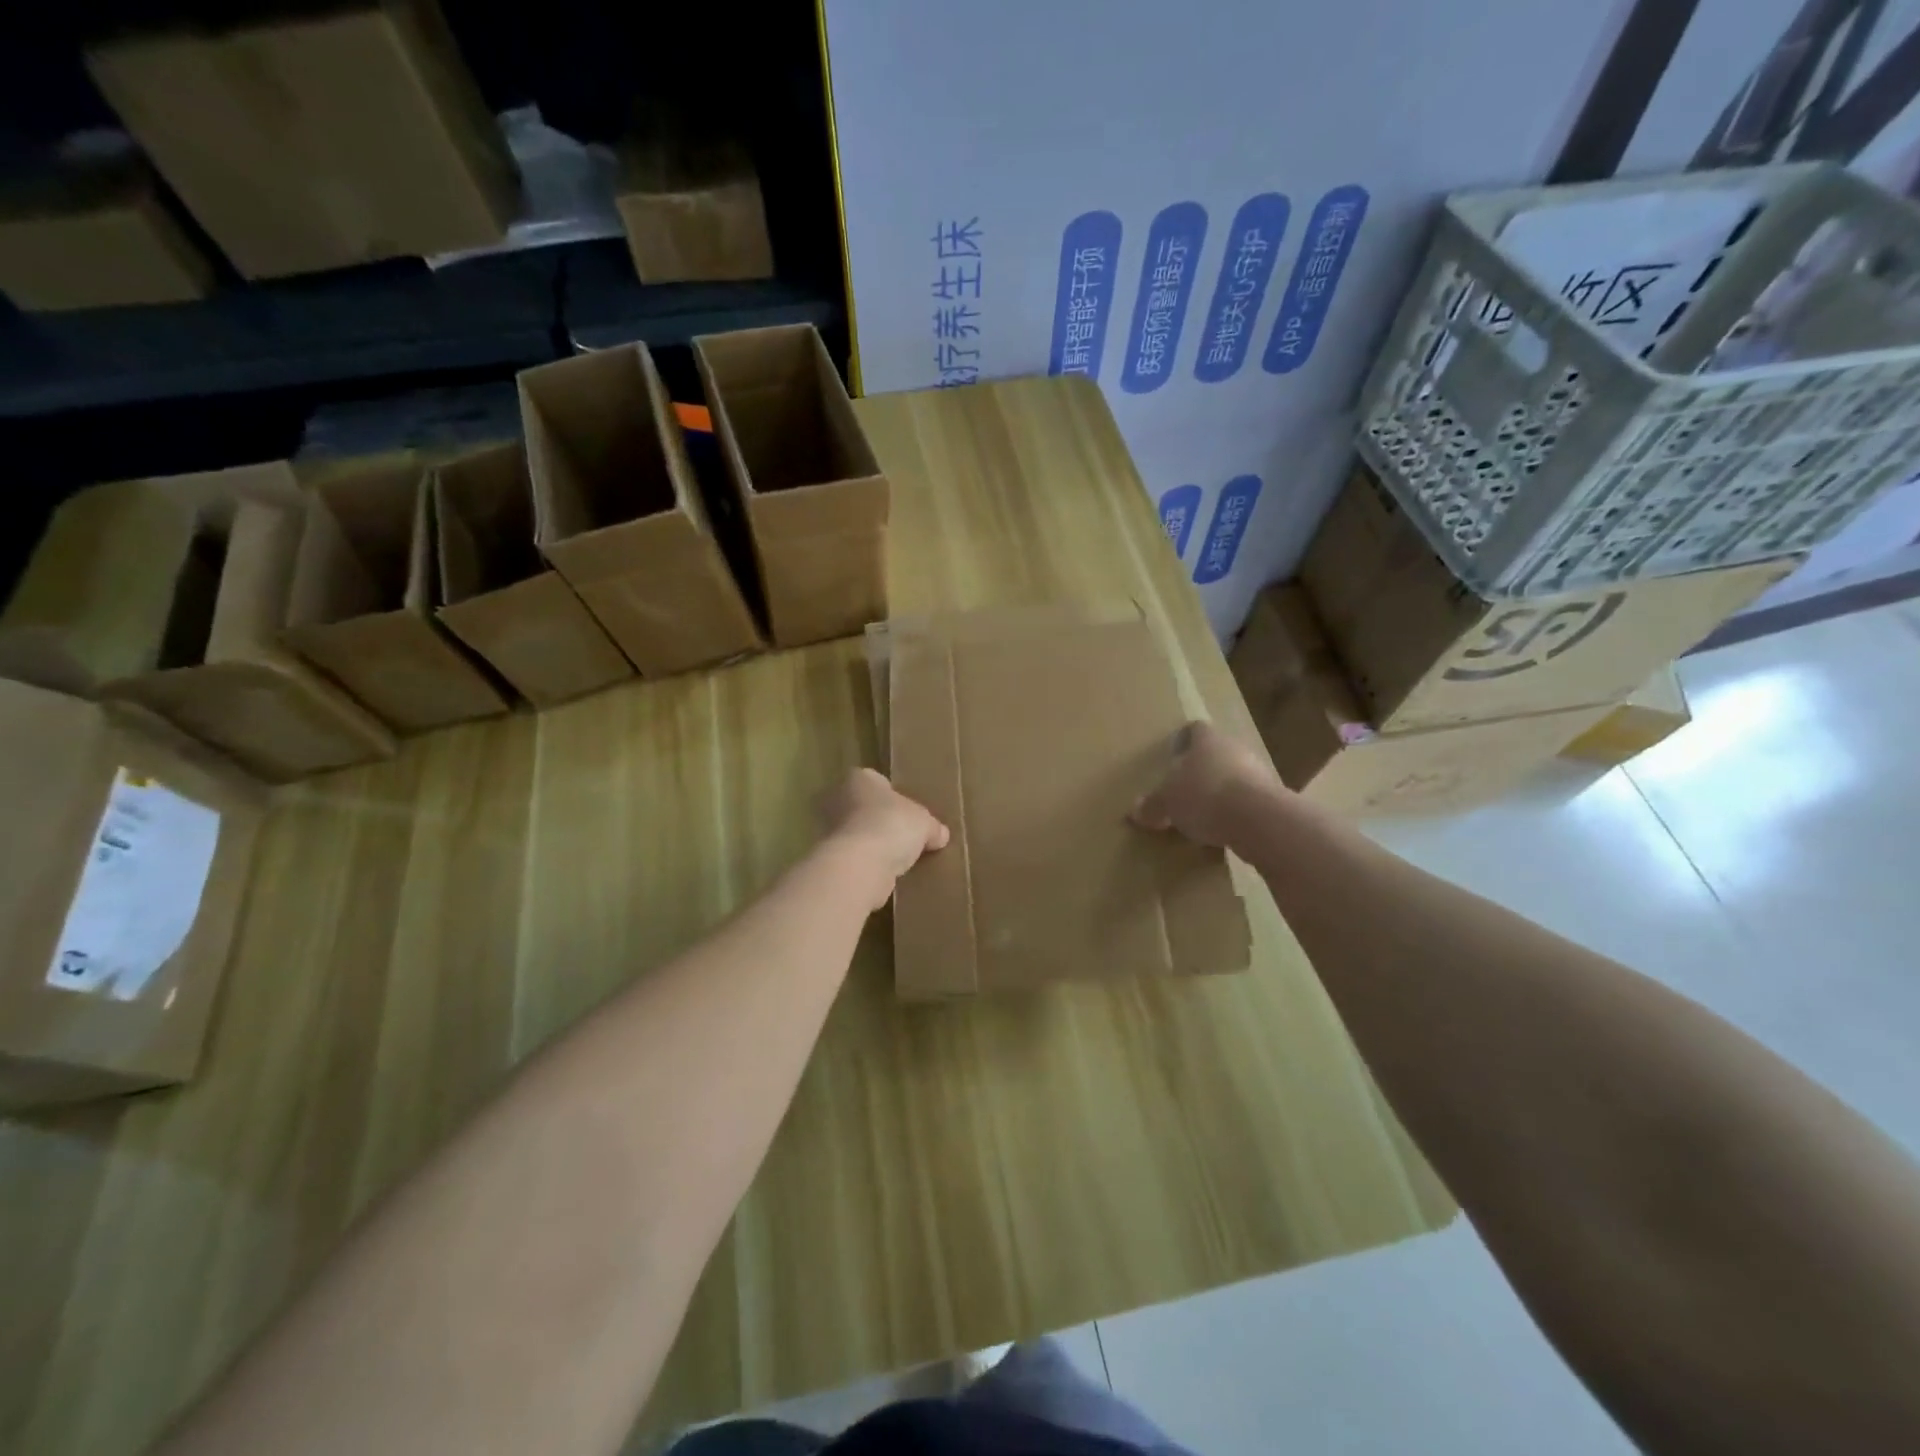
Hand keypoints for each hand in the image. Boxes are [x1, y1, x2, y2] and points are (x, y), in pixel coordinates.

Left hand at [818, 768, 949, 908]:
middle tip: (902, 833)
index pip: (875, 780)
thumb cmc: (892, 826)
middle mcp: (837, 799)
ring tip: (896, 857)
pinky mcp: (830, 858)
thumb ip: (933, 827)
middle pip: (862, 807)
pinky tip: (884, 873)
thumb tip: (941, 835)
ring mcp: (828, 830)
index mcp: (859, 779)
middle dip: (878, 819)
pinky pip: (853, 857)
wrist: (860, 864)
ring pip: (855, 833)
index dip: (891, 795)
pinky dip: (866, 863)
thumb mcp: (925, 823)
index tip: (906, 810)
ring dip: (871, 843)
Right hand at [1132, 720, 1283, 849]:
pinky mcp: (1274, 798)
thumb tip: (1135, 810)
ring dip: (1221, 789)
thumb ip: (1152, 806)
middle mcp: (1235, 749)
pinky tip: (1224, 828)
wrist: (1257, 820)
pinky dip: (1236, 810)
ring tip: (1203, 812)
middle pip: (1217, 753)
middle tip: (1184, 787)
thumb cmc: (1204, 797)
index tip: (1175, 752)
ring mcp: (1259, 772)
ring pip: (1235, 775)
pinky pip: (1248, 799)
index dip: (1185, 739)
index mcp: (1207, 741)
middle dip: (1202, 768)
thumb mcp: (1167, 804)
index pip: (1196, 730)